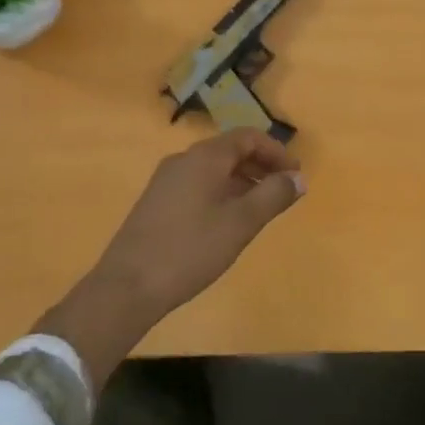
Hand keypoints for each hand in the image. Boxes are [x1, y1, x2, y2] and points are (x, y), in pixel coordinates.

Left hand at [40, 129, 305, 384]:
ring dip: (242, 181)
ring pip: (213, 169)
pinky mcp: (156, 202)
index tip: (296, 175)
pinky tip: (227, 222)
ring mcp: (165, 181)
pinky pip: (198, 185)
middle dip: (261, 166)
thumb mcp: (241, 223)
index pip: (248, 137)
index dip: (276, 152)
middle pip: (230, 150)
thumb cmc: (189, 250)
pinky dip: (221, 192)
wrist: (126, 287)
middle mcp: (183, 160)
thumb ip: (273, 196)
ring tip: (260, 209)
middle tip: (283, 191)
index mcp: (205, 157)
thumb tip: (298, 178)